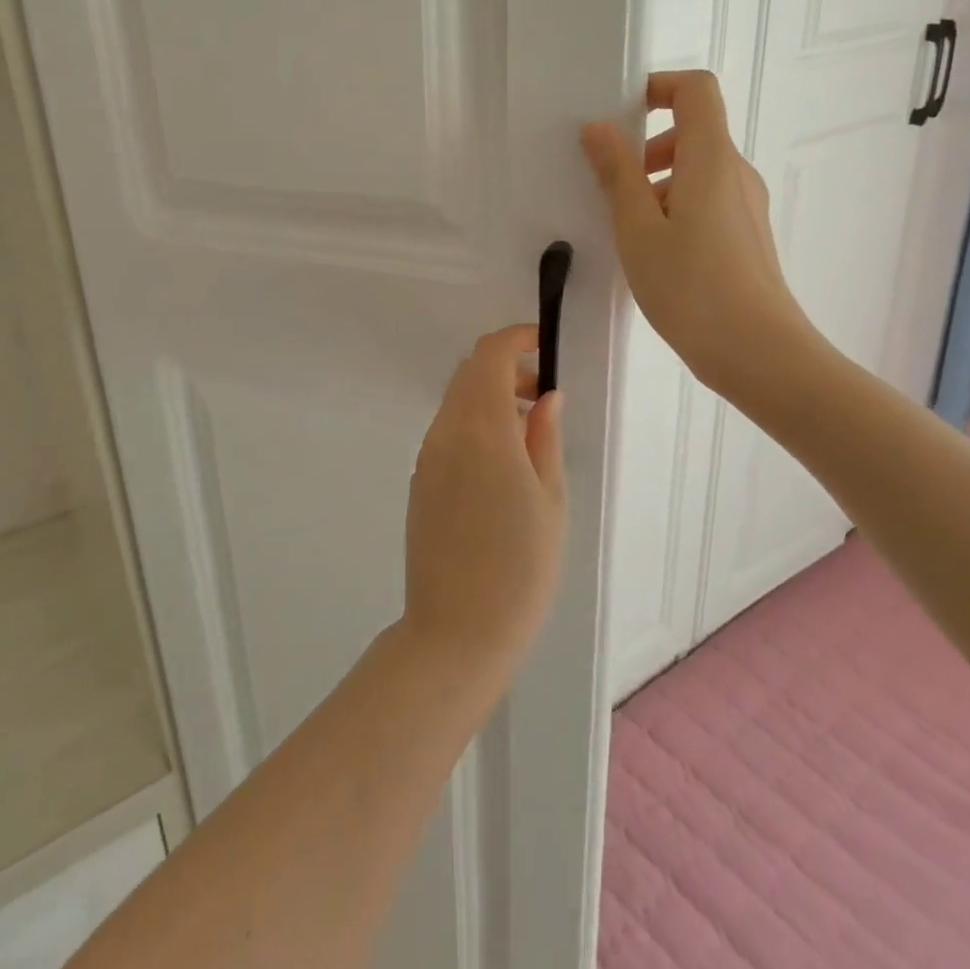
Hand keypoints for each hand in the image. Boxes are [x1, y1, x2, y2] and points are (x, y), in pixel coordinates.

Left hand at [401, 325, 565, 689]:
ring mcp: (427, 455)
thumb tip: (545, 395)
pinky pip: (447, 431)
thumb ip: (545, 437)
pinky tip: (499, 462)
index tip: (543, 346)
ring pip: (456, 401)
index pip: (488, 356)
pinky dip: (473, 423)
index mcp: (482, 430)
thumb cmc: (520, 567)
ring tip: (527, 432)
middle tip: (542, 396)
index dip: (515, 339)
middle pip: (468, 373)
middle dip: (504, 367)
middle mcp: (446, 432)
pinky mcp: (419, 478)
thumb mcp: (550, 499)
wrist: (457, 629)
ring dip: (488, 397)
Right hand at [580, 70, 815, 398]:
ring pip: (697, 171)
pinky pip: (705, 201)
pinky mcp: (745, 236)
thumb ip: (616, 174)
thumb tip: (598, 128)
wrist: (758, 353)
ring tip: (625, 228)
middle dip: (646, 147)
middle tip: (611, 184)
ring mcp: (745, 206)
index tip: (618, 115)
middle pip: (693, 131)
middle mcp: (736, 173)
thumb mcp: (637, 229)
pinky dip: (673, 207)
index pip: (696, 90)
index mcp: (711, 160)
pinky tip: (651, 252)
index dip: (657, 87)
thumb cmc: (691, 287)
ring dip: (656, 183)